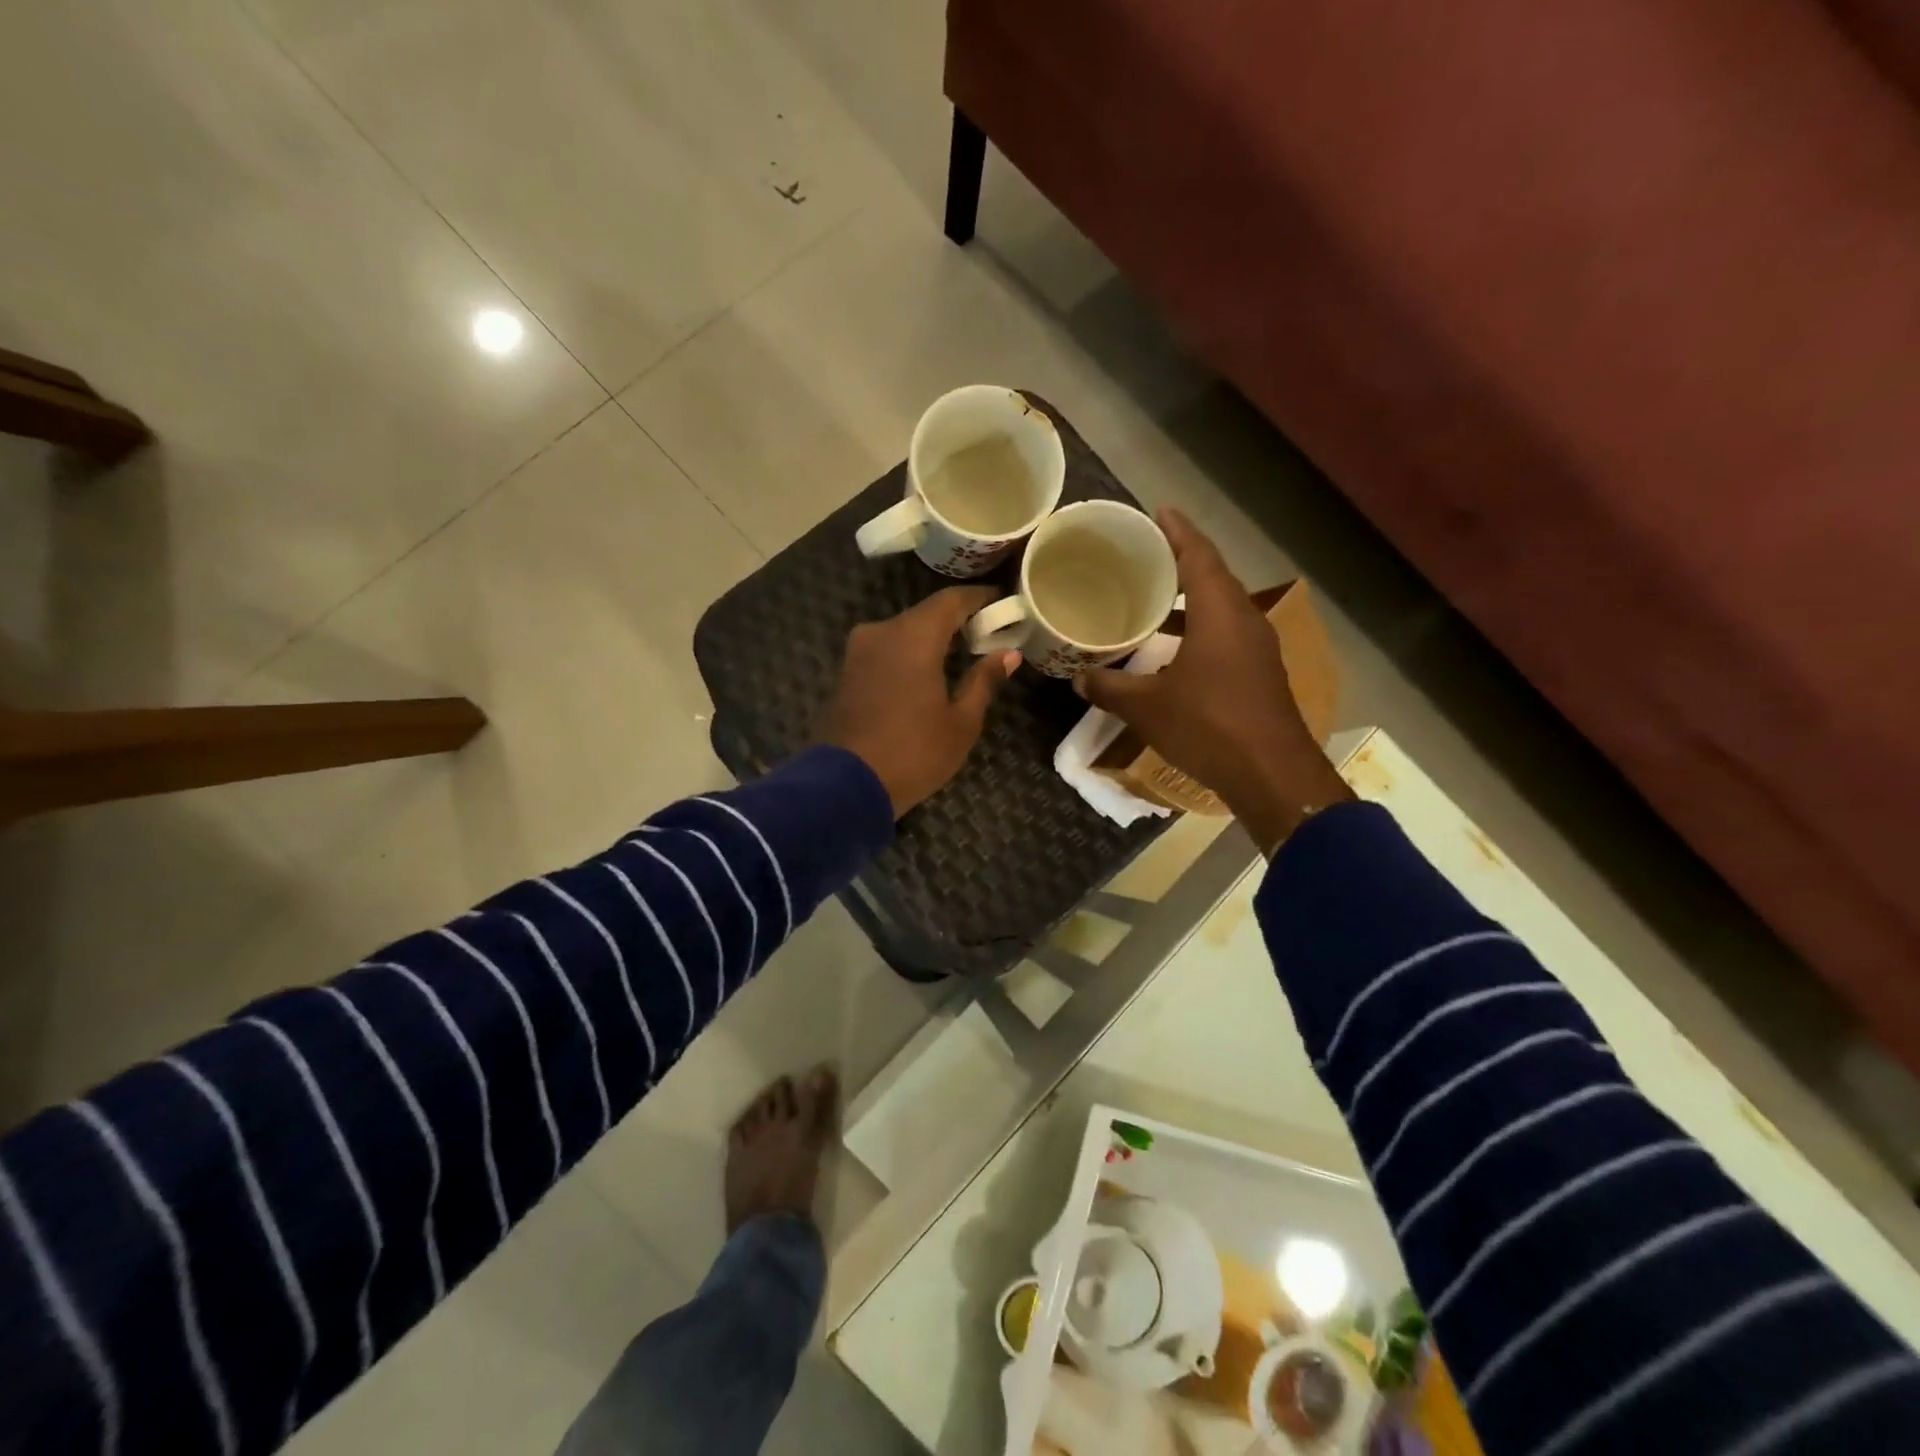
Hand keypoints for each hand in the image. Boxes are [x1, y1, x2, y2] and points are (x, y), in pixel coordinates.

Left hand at [815, 587, 1020, 817]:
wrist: (843, 787)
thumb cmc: (914, 753)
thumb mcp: (961, 722)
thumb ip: (984, 681)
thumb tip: (1008, 654)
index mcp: (914, 636)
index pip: (952, 600)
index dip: (979, 597)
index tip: (1002, 602)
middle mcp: (881, 632)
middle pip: (925, 615)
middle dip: (956, 622)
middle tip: (986, 636)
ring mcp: (857, 652)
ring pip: (901, 634)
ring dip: (929, 641)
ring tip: (958, 659)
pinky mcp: (844, 674)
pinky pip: (884, 653)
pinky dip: (907, 657)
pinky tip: (924, 677)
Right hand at [1076, 508, 1352, 852]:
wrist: (1272, 774)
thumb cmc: (1209, 726)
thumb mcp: (1147, 707)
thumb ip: (1110, 688)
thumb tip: (1079, 679)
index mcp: (1220, 613)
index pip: (1198, 556)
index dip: (1178, 531)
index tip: (1159, 511)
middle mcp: (1244, 620)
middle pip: (1214, 576)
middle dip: (1182, 560)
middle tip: (1147, 554)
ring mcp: (1258, 648)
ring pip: (1222, 607)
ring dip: (1191, 596)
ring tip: (1154, 596)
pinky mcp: (1260, 673)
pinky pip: (1227, 632)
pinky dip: (1200, 626)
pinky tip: (1174, 647)